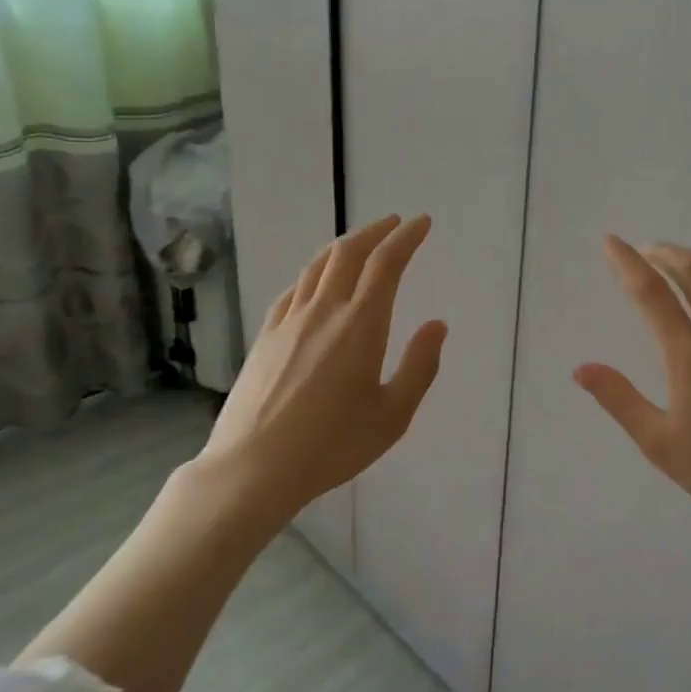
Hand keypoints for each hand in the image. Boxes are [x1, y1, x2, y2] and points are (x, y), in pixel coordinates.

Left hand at [191, 214, 448, 520]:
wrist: (253, 468)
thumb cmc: (333, 445)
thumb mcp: (393, 415)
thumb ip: (420, 367)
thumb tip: (436, 325)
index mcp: (360, 325)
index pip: (386, 264)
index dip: (406, 238)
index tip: (421, 223)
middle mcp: (324, 311)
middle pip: (349, 253)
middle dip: (376, 232)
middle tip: (395, 224)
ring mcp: (289, 320)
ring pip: (318, 265)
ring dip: (344, 246)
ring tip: (360, 243)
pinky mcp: (265, 336)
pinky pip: (294, 289)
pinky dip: (314, 272)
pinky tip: (316, 281)